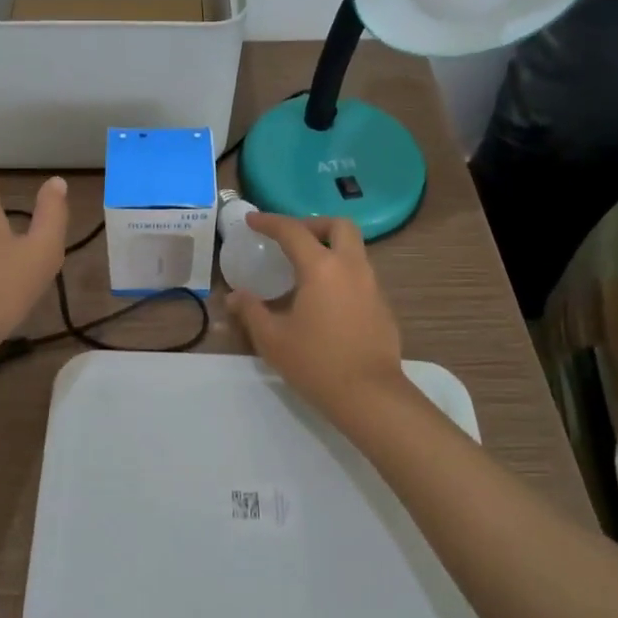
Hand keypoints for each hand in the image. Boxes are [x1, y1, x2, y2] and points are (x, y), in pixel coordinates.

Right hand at [226, 214, 408, 423]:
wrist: (370, 397)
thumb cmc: (316, 363)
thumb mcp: (272, 339)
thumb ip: (251, 311)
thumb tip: (234, 297)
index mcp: (321, 268)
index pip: (293, 231)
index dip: (270, 221)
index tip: (252, 220)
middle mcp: (351, 268)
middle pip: (339, 226)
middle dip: (314, 224)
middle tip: (292, 239)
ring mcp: (372, 286)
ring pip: (354, 250)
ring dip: (330, 249)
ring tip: (305, 270)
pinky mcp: (383, 307)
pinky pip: (361, 276)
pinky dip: (341, 274)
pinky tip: (325, 300)